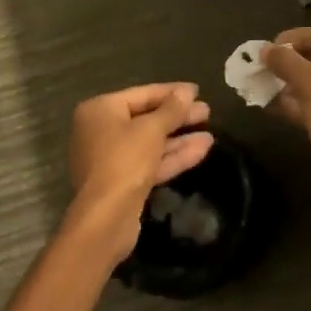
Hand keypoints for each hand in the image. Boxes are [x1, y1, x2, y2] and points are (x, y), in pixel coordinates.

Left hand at [66, 83, 214, 261]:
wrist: (105, 220)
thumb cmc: (124, 161)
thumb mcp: (151, 130)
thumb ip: (171, 109)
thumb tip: (187, 91)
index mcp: (99, 111)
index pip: (141, 94)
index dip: (171, 92)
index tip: (197, 91)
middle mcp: (101, 131)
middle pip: (146, 119)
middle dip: (178, 117)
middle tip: (207, 112)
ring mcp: (112, 159)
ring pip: (151, 143)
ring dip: (179, 139)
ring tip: (210, 133)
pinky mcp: (124, 182)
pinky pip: (150, 162)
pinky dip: (173, 156)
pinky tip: (201, 150)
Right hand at [263, 27, 310, 224]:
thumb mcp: (309, 85)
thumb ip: (286, 61)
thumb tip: (267, 49)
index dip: (294, 38)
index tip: (269, 49)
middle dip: (294, 62)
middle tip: (268, 68)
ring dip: (297, 84)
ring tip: (268, 88)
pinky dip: (307, 103)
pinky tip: (280, 109)